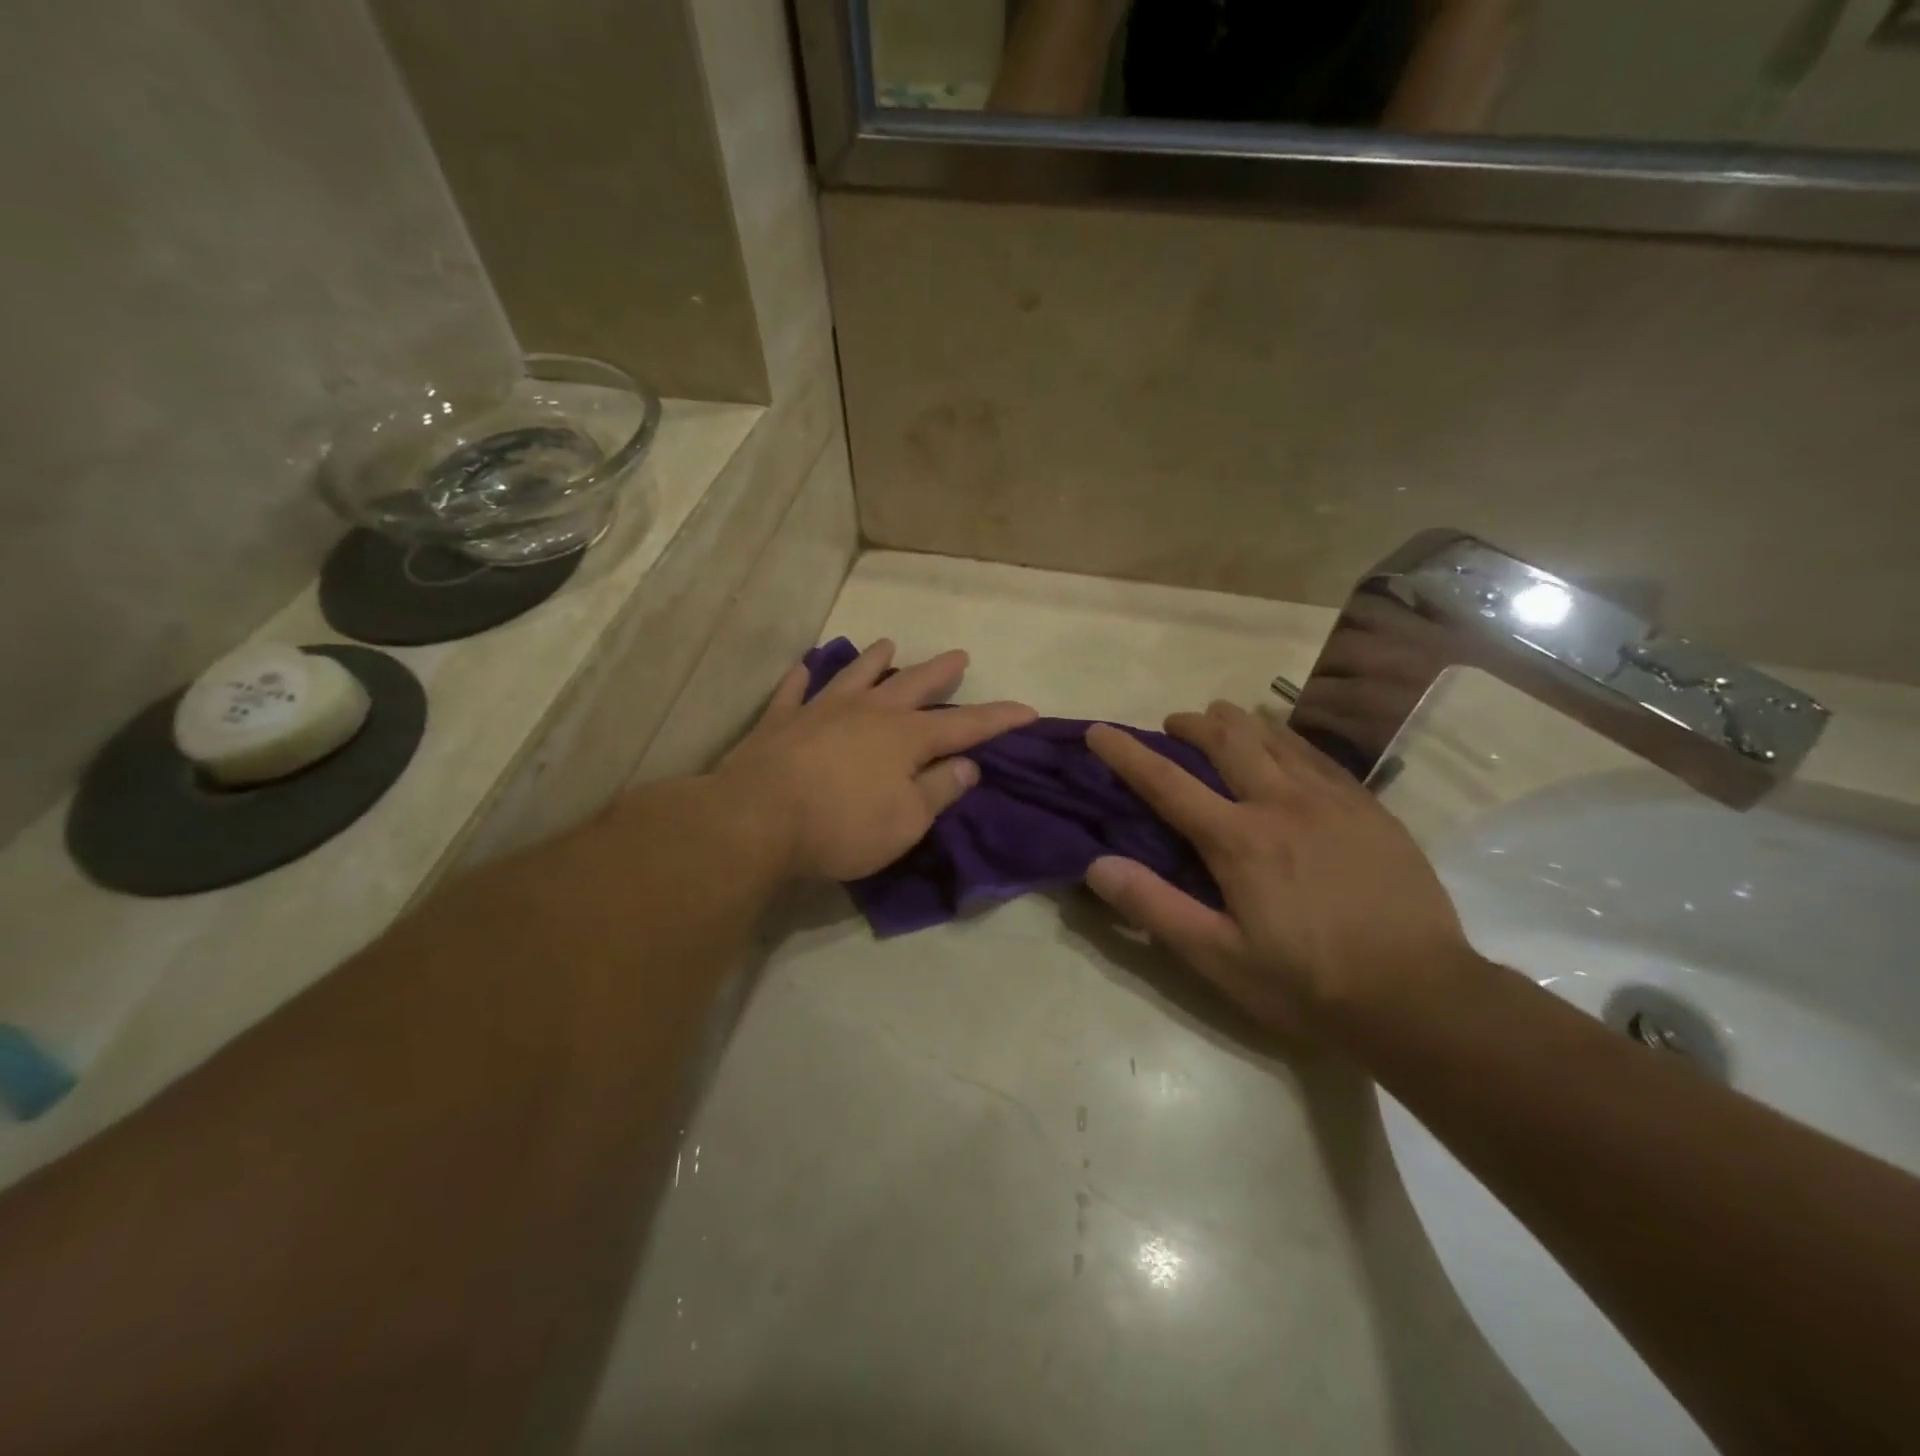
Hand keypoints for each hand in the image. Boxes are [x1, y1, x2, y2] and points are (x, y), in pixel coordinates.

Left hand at [716, 640, 1035, 881]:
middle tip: (959, 655)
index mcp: (905, 738)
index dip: (998, 719)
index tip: (1028, 711)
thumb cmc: (842, 826)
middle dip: (940, 672)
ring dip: (874, 660)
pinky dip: (802, 678)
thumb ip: (939, 790)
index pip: (964, 724)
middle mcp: (868, 712)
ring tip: (888, 644)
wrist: (756, 820)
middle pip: (912, 685)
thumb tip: (968, 764)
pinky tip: (805, 667)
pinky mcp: (780, 722)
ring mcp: (821, 711)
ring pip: (855, 676)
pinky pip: (794, 692)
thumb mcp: (907, 821)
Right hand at [1084, 701, 1471, 1035]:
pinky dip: (1287, 741)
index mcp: (1239, 839)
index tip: (1099, 731)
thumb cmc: (1308, 984)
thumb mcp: (1219, 958)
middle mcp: (1282, 803)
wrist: (1423, 997)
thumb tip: (1097, 864)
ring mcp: (1332, 800)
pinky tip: (1284, 748)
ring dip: (1239, 723)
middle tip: (1174, 724)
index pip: (1166, 782)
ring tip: (1221, 721)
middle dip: (1192, 724)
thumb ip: (1154, 907)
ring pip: (1276, 737)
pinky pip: (1318, 756)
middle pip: (1227, 740)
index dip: (1126, 753)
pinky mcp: (1369, 809)